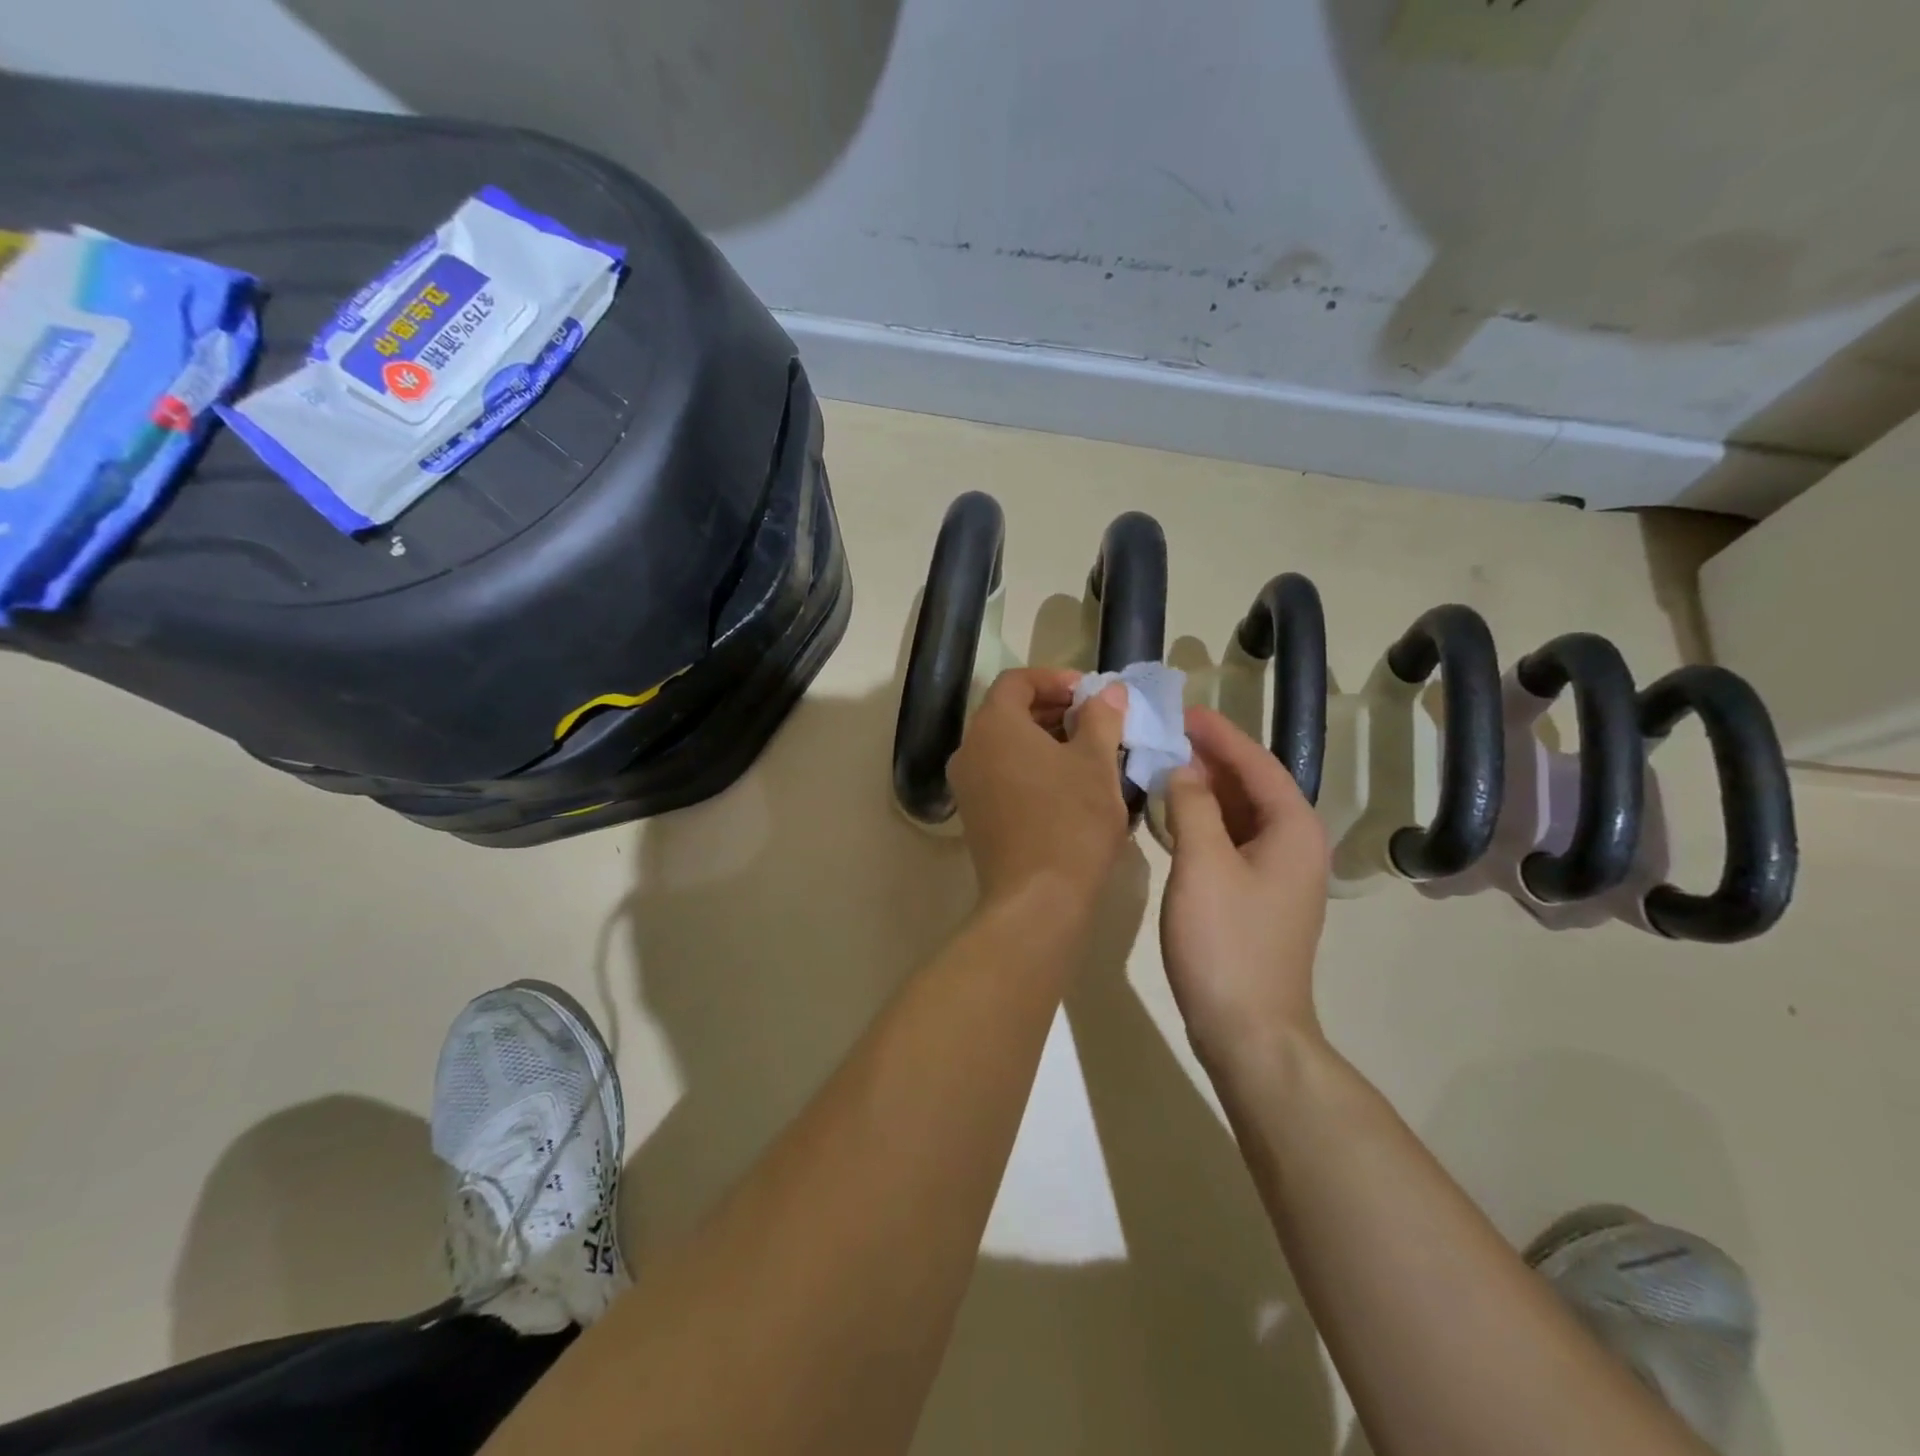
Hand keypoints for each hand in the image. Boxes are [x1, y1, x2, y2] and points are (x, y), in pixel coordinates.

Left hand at [948, 669, 1130, 913]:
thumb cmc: (1071, 821)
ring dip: (1043, 740)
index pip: (1017, 682)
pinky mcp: (975, 816)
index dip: (1055, 680)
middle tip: (1094, 720)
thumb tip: (1109, 691)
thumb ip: (1101, 718)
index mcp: (994, 726)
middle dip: (1052, 710)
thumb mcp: (1096, 763)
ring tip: (1088, 752)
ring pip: (1005, 746)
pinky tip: (1067, 786)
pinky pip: (1001, 775)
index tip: (1090, 693)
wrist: (1037, 899)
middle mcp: (970, 749)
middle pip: (1008, 712)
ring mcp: (967, 786)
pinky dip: (1030, 768)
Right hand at [1159, 706, 1329, 1066]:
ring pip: (1240, 814)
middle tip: (1164, 735)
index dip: (1220, 734)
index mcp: (1292, 828)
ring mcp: (1277, 873)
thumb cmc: (1226, 941)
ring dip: (1204, 789)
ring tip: (1161, 765)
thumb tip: (1182, 768)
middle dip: (1210, 758)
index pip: (1256, 762)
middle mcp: (1294, 844)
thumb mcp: (1203, 864)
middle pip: (1252, 785)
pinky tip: (1171, 817)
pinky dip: (1203, 821)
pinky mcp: (1256, 896)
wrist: (1249, 1028)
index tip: (1182, 711)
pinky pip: (1231, 840)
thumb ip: (1192, 806)